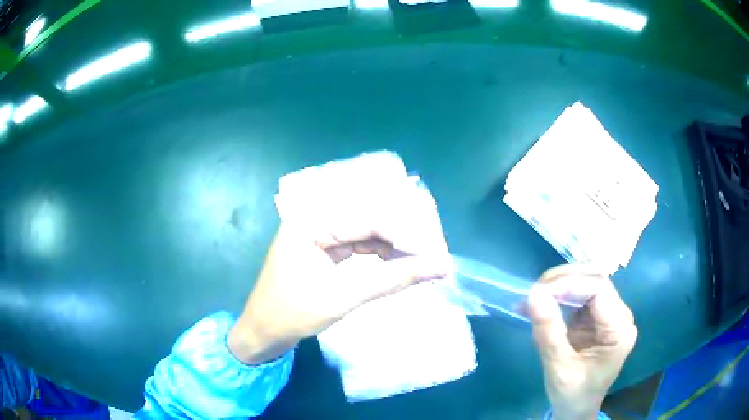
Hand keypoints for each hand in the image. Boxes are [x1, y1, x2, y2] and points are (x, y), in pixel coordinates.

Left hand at [228, 222, 448, 364]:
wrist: (264, 332)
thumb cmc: (294, 313)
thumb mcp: (344, 297)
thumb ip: (393, 280)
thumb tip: (440, 266)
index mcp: (310, 221)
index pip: (367, 218)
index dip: (405, 233)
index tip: (435, 251)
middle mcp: (314, 219)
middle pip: (367, 219)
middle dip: (402, 237)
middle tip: (433, 253)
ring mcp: (318, 232)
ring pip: (365, 231)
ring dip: (393, 245)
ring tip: (422, 259)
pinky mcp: (323, 247)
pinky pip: (357, 244)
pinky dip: (379, 254)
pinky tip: (399, 263)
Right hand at [528, 265, 637, 419]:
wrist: (577, 410)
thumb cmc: (573, 394)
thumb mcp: (559, 367)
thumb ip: (549, 332)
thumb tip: (533, 295)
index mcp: (619, 330)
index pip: (599, 289)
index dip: (569, 283)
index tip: (538, 292)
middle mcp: (620, 315)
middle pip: (596, 279)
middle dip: (564, 279)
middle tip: (534, 291)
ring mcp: (609, 314)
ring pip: (588, 282)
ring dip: (560, 284)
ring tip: (535, 296)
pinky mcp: (596, 317)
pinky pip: (580, 296)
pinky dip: (559, 295)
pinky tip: (541, 302)